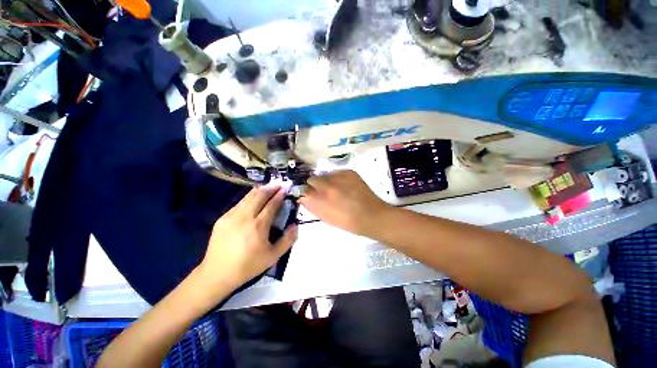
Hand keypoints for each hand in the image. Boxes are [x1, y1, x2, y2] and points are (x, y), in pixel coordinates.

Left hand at [198, 186, 297, 299]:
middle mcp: (245, 217)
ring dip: (259, 190)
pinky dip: (248, 198)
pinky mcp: (222, 219)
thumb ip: (287, 240)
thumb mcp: (273, 256)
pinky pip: (239, 203)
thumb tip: (295, 225)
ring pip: (248, 197)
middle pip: (259, 196)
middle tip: (278, 184)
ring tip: (268, 187)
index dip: (279, 195)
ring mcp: (231, 216)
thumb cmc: (248, 266)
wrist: (216, 274)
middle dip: (270, 188)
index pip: (271, 204)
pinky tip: (253, 199)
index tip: (285, 189)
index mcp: (258, 226)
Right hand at [299, 170, 392, 236]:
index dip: (304, 192)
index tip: (307, 194)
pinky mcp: (349, 172)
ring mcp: (338, 177)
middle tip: (322, 192)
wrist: (371, 215)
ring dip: (326, 181)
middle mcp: (326, 185)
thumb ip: (311, 205)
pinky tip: (345, 186)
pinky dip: (337, 178)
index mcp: (319, 200)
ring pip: (324, 175)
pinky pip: (336, 172)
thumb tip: (303, 196)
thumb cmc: (347, 222)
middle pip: (311, 179)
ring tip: (336, 189)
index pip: (302, 190)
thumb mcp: (325, 217)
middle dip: (314, 185)